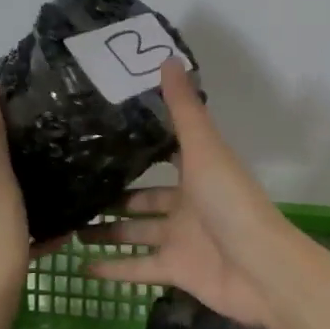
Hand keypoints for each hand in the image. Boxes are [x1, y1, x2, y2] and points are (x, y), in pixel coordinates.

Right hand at [81, 59, 292, 328]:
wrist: (260, 268)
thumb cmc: (231, 201)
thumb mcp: (204, 149)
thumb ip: (184, 109)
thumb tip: (168, 57)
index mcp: (198, 171)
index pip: (166, 153)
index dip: (141, 144)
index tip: (105, 133)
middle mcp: (188, 203)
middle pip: (145, 197)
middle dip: (114, 195)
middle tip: (75, 188)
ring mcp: (182, 239)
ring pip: (136, 232)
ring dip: (108, 231)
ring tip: (69, 226)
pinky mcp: (176, 270)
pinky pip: (138, 268)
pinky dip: (113, 269)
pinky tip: (80, 266)